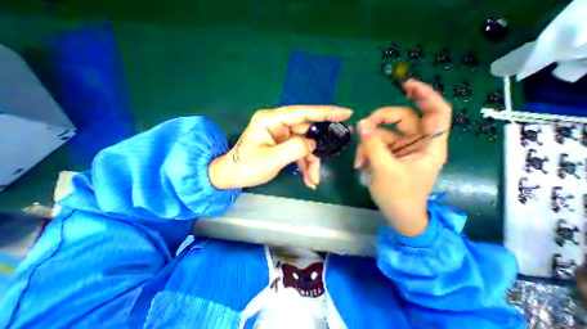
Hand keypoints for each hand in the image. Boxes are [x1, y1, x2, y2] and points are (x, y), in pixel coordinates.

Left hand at [208, 106, 349, 189]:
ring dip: (311, 163)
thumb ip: (294, 149)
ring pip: (305, 145)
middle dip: (316, 151)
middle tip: (328, 161)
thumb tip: (313, 143)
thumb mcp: (271, 159)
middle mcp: (278, 123)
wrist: (232, 176)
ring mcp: (282, 134)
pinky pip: (300, 152)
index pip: (303, 112)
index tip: (346, 113)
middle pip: (307, 132)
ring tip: (313, 180)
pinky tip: (307, 179)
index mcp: (271, 120)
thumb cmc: (245, 167)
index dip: (326, 112)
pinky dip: (305, 165)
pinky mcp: (283, 144)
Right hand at [353, 79, 452, 235]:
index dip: (425, 95)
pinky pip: (377, 145)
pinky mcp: (390, 155)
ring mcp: (402, 149)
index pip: (436, 112)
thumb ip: (372, 145)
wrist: (398, 215)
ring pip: (384, 134)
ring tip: (359, 160)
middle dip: (380, 121)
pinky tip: (360, 163)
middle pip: (402, 119)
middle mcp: (417, 143)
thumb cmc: (398, 195)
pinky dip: (366, 151)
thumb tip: (361, 124)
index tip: (406, 85)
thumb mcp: (384, 169)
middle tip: (363, 128)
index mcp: (429, 145)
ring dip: (368, 144)